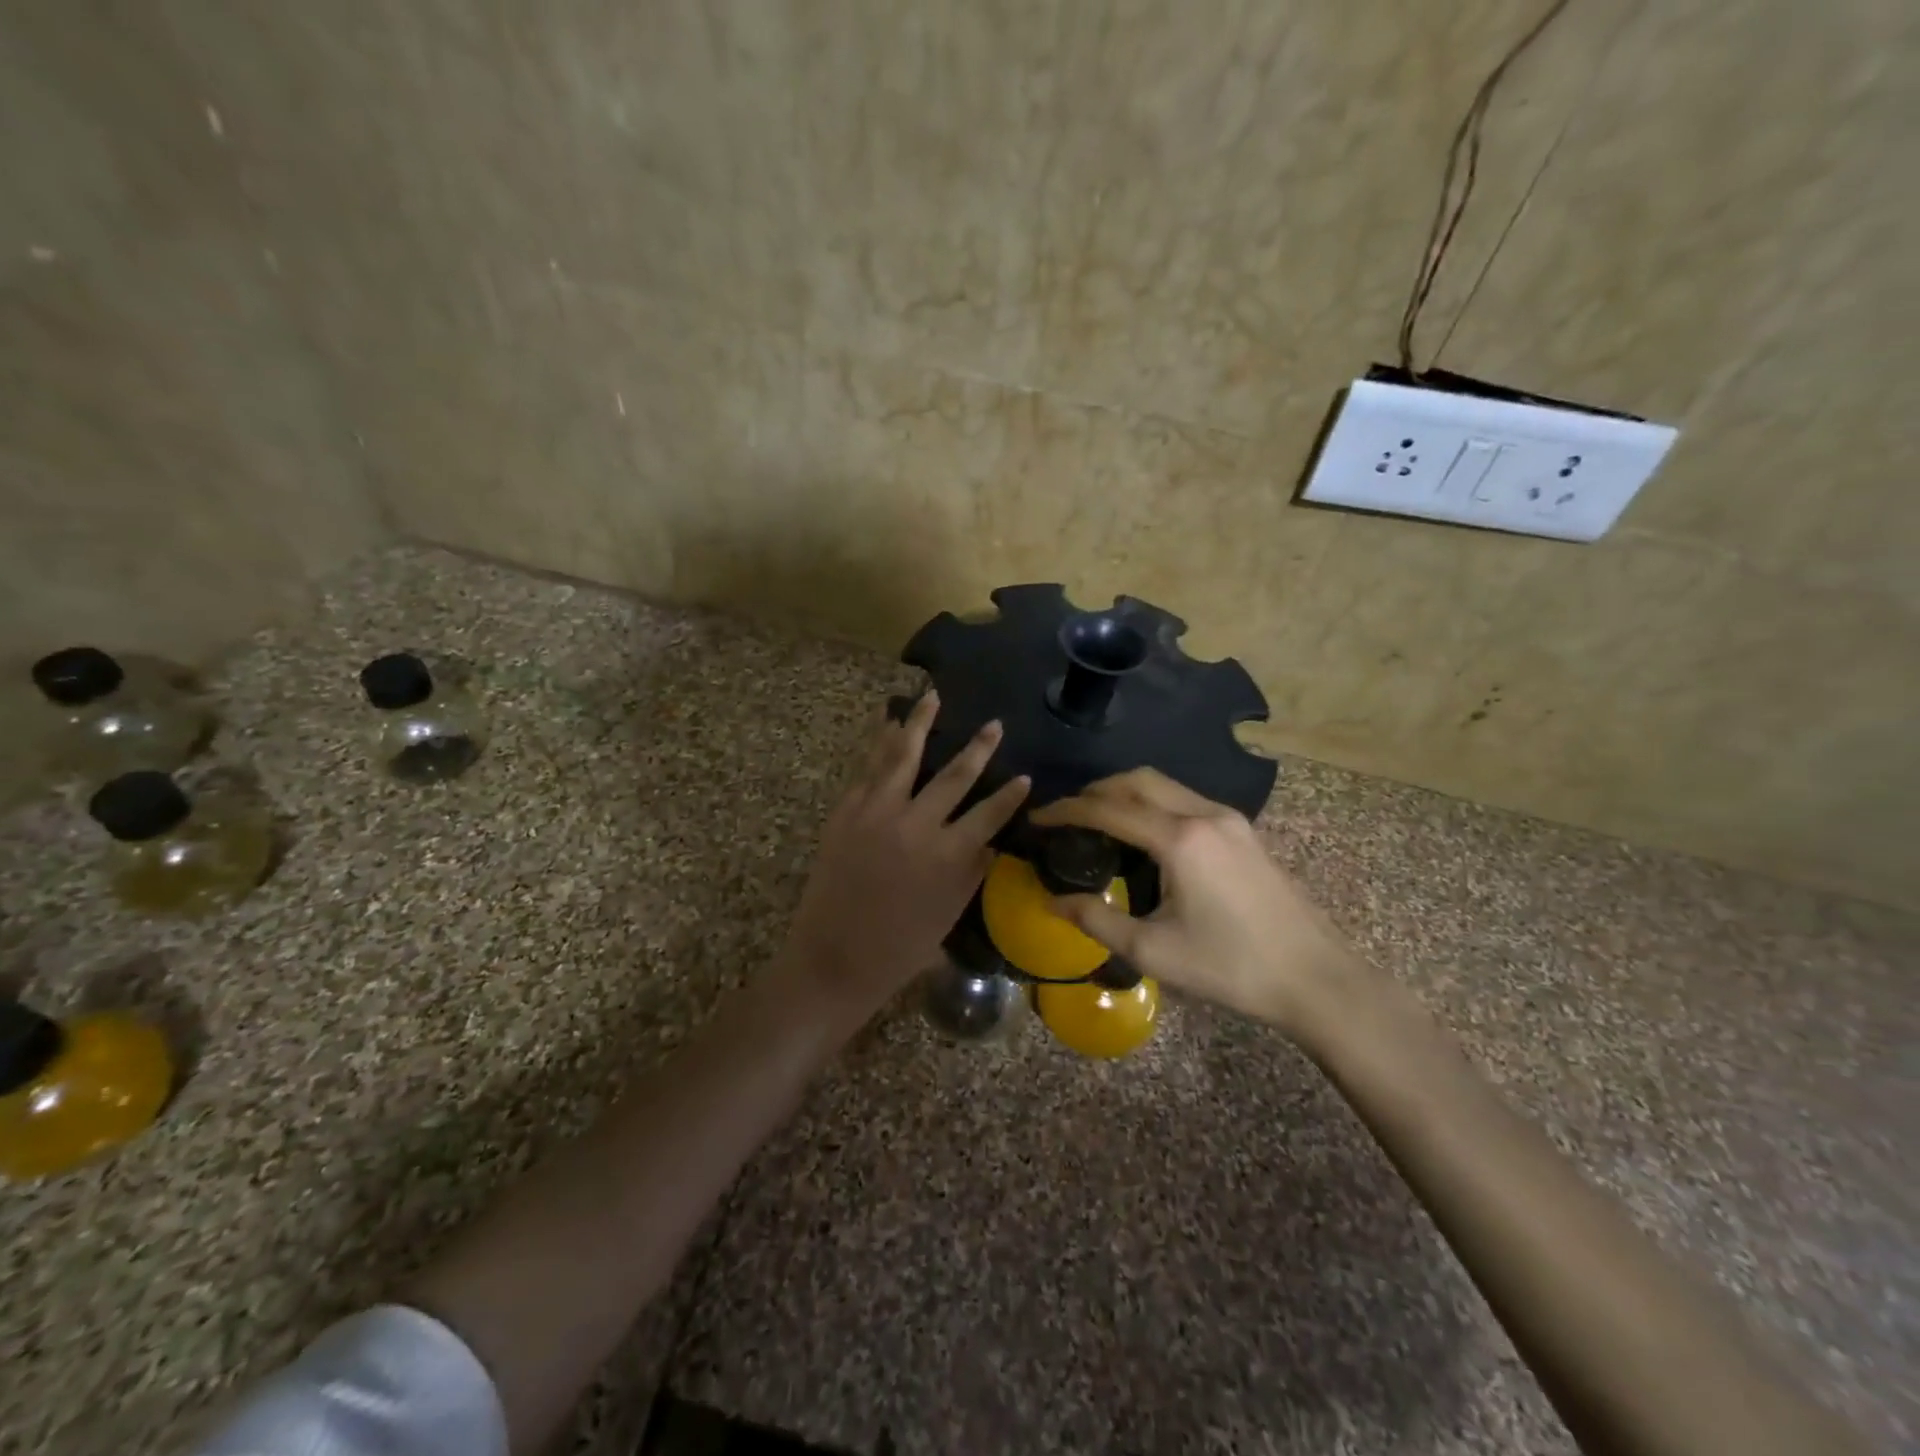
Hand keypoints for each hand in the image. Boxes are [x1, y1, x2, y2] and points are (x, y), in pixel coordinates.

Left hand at [777, 692, 1028, 1027]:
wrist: (832, 957)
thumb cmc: (897, 948)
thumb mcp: (948, 915)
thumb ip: (972, 873)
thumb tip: (991, 842)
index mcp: (948, 855)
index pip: (990, 814)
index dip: (1010, 795)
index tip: (1026, 776)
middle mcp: (916, 824)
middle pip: (955, 776)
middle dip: (978, 748)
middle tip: (994, 724)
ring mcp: (877, 812)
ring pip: (904, 756)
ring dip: (920, 723)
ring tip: (932, 696)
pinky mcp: (847, 811)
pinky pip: (868, 767)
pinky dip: (879, 742)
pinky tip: (888, 722)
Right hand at [1030, 769, 1360, 1037]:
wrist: (1315, 979)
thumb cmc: (1231, 968)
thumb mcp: (1154, 951)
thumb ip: (1097, 920)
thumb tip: (1052, 901)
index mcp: (1180, 839)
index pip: (1108, 809)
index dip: (1066, 810)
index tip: (1037, 817)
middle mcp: (1204, 814)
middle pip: (1137, 780)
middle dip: (1095, 790)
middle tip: (1066, 814)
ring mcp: (1229, 819)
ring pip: (1164, 785)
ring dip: (1125, 793)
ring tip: (1097, 820)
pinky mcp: (1244, 831)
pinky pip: (1185, 799)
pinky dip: (1153, 803)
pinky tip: (1144, 835)